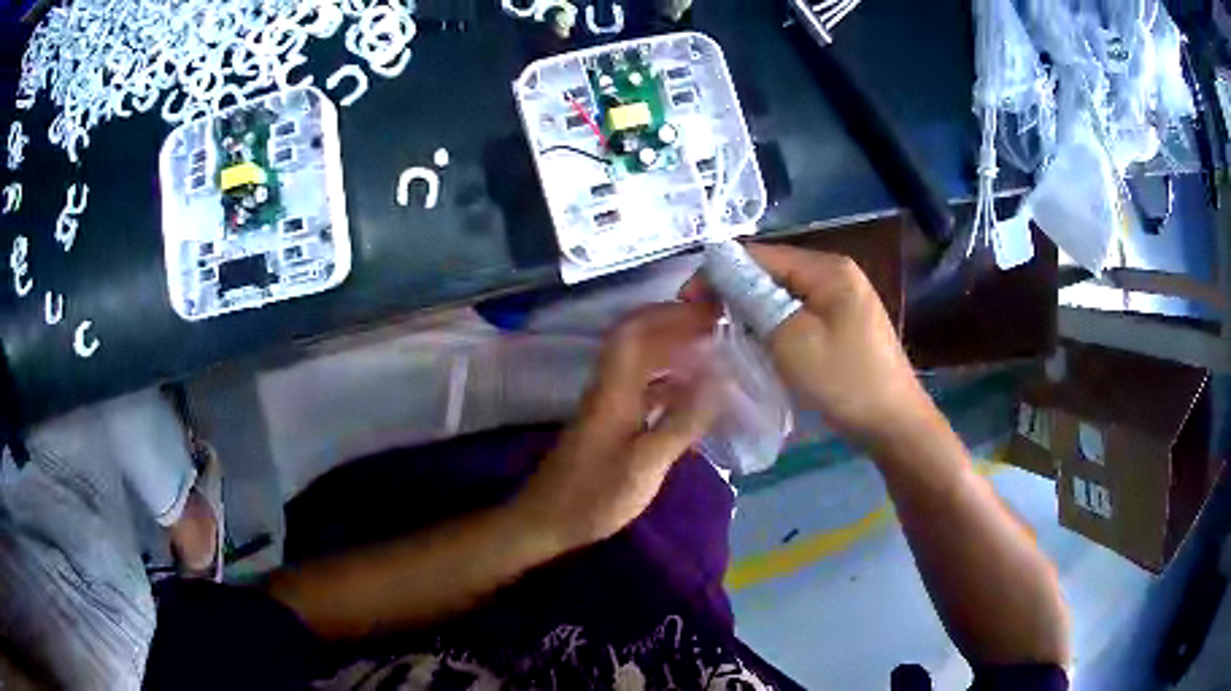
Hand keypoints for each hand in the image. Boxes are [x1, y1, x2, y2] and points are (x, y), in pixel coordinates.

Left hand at [511, 302, 722, 550]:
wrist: (547, 521)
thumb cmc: (595, 495)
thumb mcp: (646, 463)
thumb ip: (683, 421)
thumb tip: (720, 380)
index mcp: (613, 390)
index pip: (635, 331)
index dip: (668, 313)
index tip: (706, 312)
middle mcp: (608, 389)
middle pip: (638, 342)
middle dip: (676, 328)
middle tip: (717, 331)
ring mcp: (607, 407)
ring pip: (642, 366)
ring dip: (674, 355)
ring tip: (713, 358)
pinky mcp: (609, 426)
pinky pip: (643, 392)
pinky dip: (669, 386)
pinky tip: (693, 400)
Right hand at [682, 243, 925, 446]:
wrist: (893, 423)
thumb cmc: (844, 380)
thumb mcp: (792, 339)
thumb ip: (754, 300)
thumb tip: (721, 273)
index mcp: (828, 268)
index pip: (761, 255)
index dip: (720, 272)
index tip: (688, 301)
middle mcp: (836, 274)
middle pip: (773, 273)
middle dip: (735, 293)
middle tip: (704, 323)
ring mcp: (843, 300)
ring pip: (784, 296)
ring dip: (753, 312)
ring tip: (724, 335)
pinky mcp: (843, 324)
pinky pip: (799, 315)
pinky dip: (774, 326)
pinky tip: (758, 345)